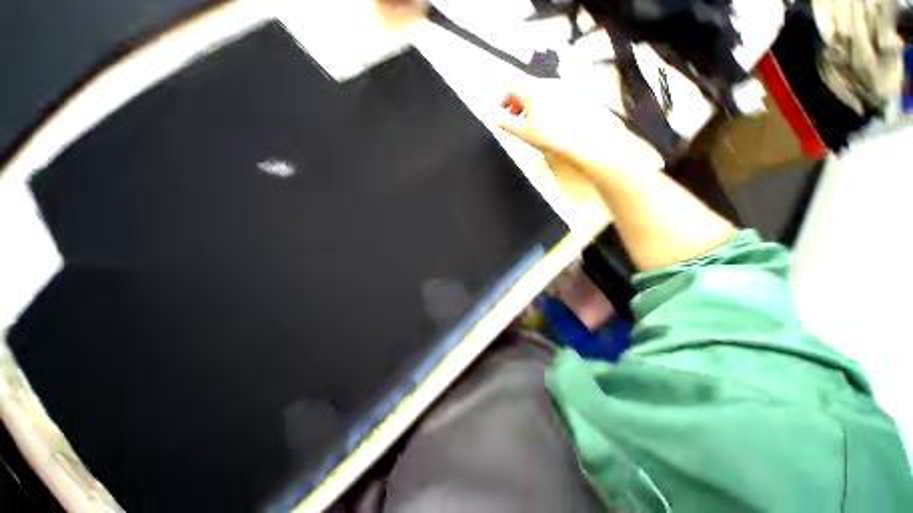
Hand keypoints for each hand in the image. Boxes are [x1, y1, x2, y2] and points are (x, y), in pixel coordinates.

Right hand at [498, 84, 662, 176]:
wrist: (577, 141)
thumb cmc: (548, 136)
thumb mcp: (522, 132)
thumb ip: (506, 123)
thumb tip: (494, 118)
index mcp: (532, 92)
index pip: (511, 86)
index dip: (503, 98)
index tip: (500, 111)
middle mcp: (545, 85)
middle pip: (524, 87)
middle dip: (514, 102)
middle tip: (511, 117)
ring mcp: (557, 89)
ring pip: (535, 91)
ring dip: (525, 103)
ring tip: (524, 120)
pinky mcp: (566, 96)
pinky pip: (546, 95)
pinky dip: (537, 104)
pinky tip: (539, 119)